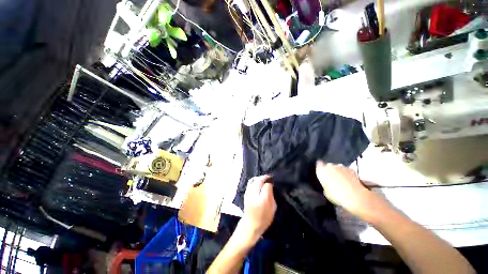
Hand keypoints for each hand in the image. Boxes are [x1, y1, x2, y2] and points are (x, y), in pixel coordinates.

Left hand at [239, 175, 276, 243]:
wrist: (251, 225)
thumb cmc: (264, 218)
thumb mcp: (273, 208)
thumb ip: (272, 196)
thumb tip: (270, 186)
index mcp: (263, 200)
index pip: (267, 185)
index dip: (270, 182)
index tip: (272, 182)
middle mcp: (254, 195)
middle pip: (259, 180)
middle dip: (264, 177)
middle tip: (269, 177)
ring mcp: (248, 194)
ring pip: (253, 180)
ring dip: (259, 178)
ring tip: (263, 179)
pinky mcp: (245, 193)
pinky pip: (249, 183)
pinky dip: (254, 180)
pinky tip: (258, 182)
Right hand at [316, 161, 376, 217]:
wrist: (355, 196)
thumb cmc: (337, 195)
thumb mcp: (326, 192)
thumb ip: (325, 185)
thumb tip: (327, 185)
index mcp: (321, 170)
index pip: (318, 165)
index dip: (320, 168)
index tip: (321, 171)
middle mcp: (330, 166)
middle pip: (328, 166)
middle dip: (329, 170)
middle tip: (331, 179)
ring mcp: (340, 167)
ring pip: (337, 167)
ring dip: (338, 172)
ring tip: (340, 181)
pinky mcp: (350, 169)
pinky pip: (345, 170)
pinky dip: (346, 174)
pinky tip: (348, 182)